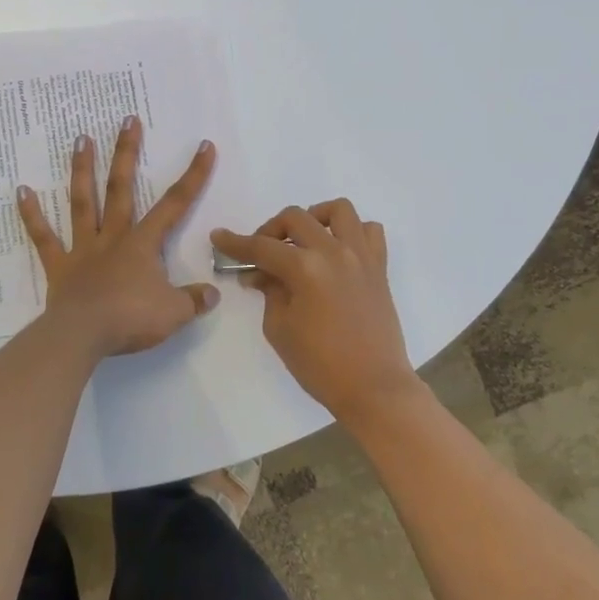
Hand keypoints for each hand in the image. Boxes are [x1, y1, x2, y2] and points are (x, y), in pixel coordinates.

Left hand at [17, 117, 218, 357]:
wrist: (83, 336)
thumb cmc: (131, 319)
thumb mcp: (174, 313)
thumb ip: (194, 300)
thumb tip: (212, 293)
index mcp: (143, 244)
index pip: (175, 204)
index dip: (193, 175)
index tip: (204, 146)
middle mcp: (113, 237)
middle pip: (121, 188)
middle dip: (127, 153)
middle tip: (127, 119)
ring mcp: (83, 248)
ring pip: (83, 201)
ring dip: (82, 169)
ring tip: (81, 138)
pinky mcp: (59, 266)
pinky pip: (44, 237)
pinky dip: (32, 214)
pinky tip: (22, 190)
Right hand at [211, 200, 420, 427]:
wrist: (374, 389)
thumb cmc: (321, 365)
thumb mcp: (280, 329)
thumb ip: (270, 292)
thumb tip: (262, 274)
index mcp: (305, 268)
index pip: (262, 247)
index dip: (236, 243)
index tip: (219, 237)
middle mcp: (334, 252)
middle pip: (295, 218)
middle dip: (271, 230)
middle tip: (261, 253)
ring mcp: (361, 256)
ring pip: (338, 210)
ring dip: (314, 218)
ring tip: (304, 240)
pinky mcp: (379, 268)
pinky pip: (370, 231)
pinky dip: (352, 232)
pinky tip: (338, 251)